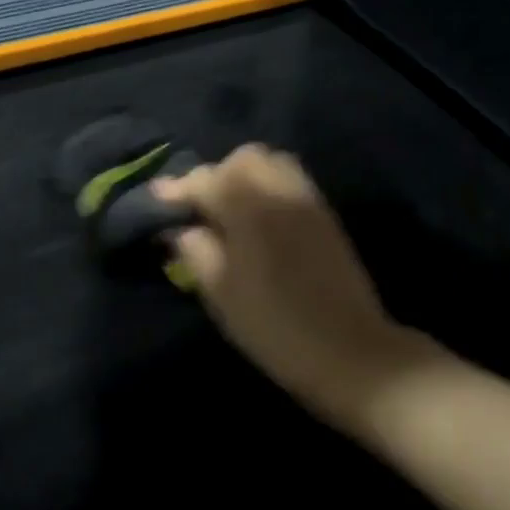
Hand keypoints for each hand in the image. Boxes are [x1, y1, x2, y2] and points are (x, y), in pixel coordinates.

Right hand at [154, 146, 424, 434]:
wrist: (349, 351)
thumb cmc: (275, 329)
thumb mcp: (222, 295)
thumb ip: (196, 252)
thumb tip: (180, 228)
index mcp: (250, 210)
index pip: (207, 180)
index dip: (178, 188)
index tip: (159, 199)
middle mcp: (281, 193)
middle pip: (244, 159)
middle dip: (216, 174)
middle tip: (201, 208)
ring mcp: (309, 202)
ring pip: (272, 164)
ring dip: (245, 176)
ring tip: (230, 211)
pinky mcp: (326, 217)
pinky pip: (292, 181)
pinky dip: (268, 187)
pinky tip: (260, 220)